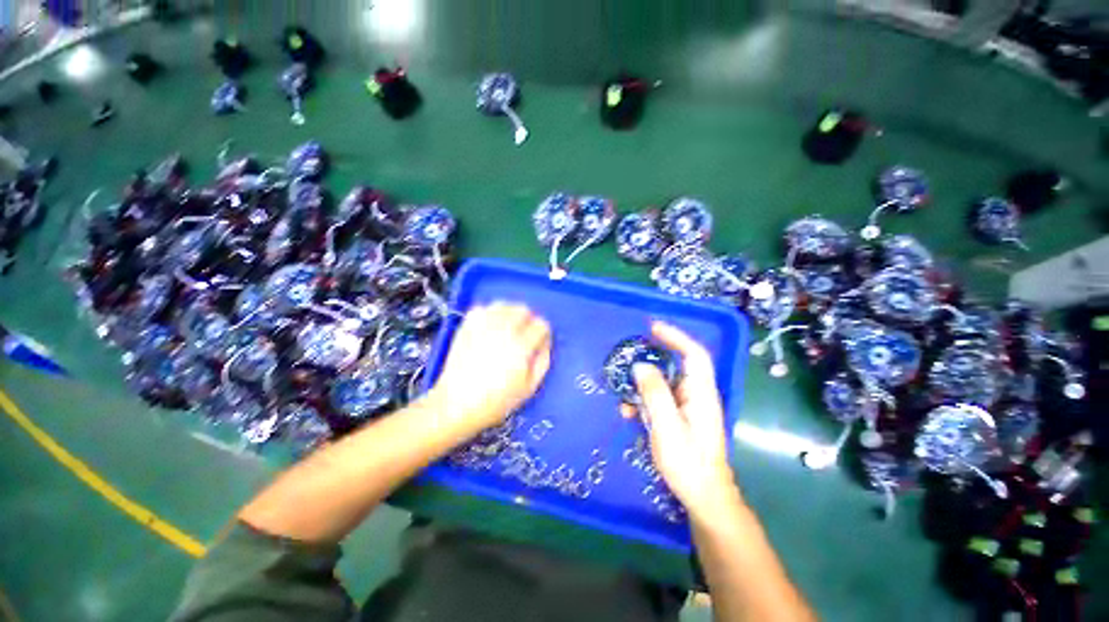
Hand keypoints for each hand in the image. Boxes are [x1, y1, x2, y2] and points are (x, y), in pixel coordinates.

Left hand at [430, 302, 550, 430]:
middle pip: (523, 309)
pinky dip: (490, 313)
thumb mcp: (529, 388)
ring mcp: (482, 326)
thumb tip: (545, 344)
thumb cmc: (496, 401)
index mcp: (520, 346)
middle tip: (524, 335)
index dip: (544, 333)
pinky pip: (482, 308)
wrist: (457, 404)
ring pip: (504, 305)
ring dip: (510, 313)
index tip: (539, 342)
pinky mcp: (467, 326)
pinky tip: (490, 325)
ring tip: (508, 327)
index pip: (541, 325)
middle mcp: (503, 331)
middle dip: (528, 320)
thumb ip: (543, 362)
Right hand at [634, 322, 740, 519]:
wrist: (703, 496)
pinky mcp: (681, 417)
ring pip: (665, 382)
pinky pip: (661, 399)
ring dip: (644, 383)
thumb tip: (641, 366)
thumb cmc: (688, 463)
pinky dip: (644, 400)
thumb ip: (654, 394)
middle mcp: (697, 394)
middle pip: (677, 365)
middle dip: (653, 357)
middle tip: (630, 354)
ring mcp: (689, 406)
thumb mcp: (666, 427)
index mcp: (701, 393)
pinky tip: (629, 411)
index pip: (694, 354)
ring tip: (624, 389)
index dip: (675, 336)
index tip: (652, 327)